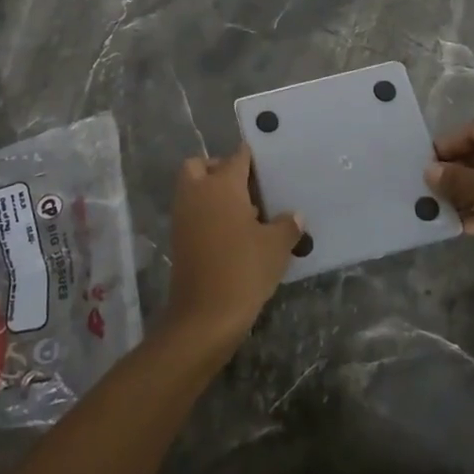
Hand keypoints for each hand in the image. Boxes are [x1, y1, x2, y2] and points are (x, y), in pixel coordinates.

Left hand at [162, 146, 302, 350]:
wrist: (205, 316)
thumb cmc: (244, 270)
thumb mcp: (276, 246)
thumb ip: (287, 225)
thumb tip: (295, 216)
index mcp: (222, 185)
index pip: (237, 156)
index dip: (252, 157)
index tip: (268, 165)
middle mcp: (197, 192)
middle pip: (202, 165)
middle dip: (221, 169)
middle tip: (248, 188)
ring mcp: (183, 216)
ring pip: (193, 189)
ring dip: (212, 193)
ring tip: (245, 214)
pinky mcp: (178, 238)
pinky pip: (192, 212)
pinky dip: (207, 214)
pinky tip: (233, 234)